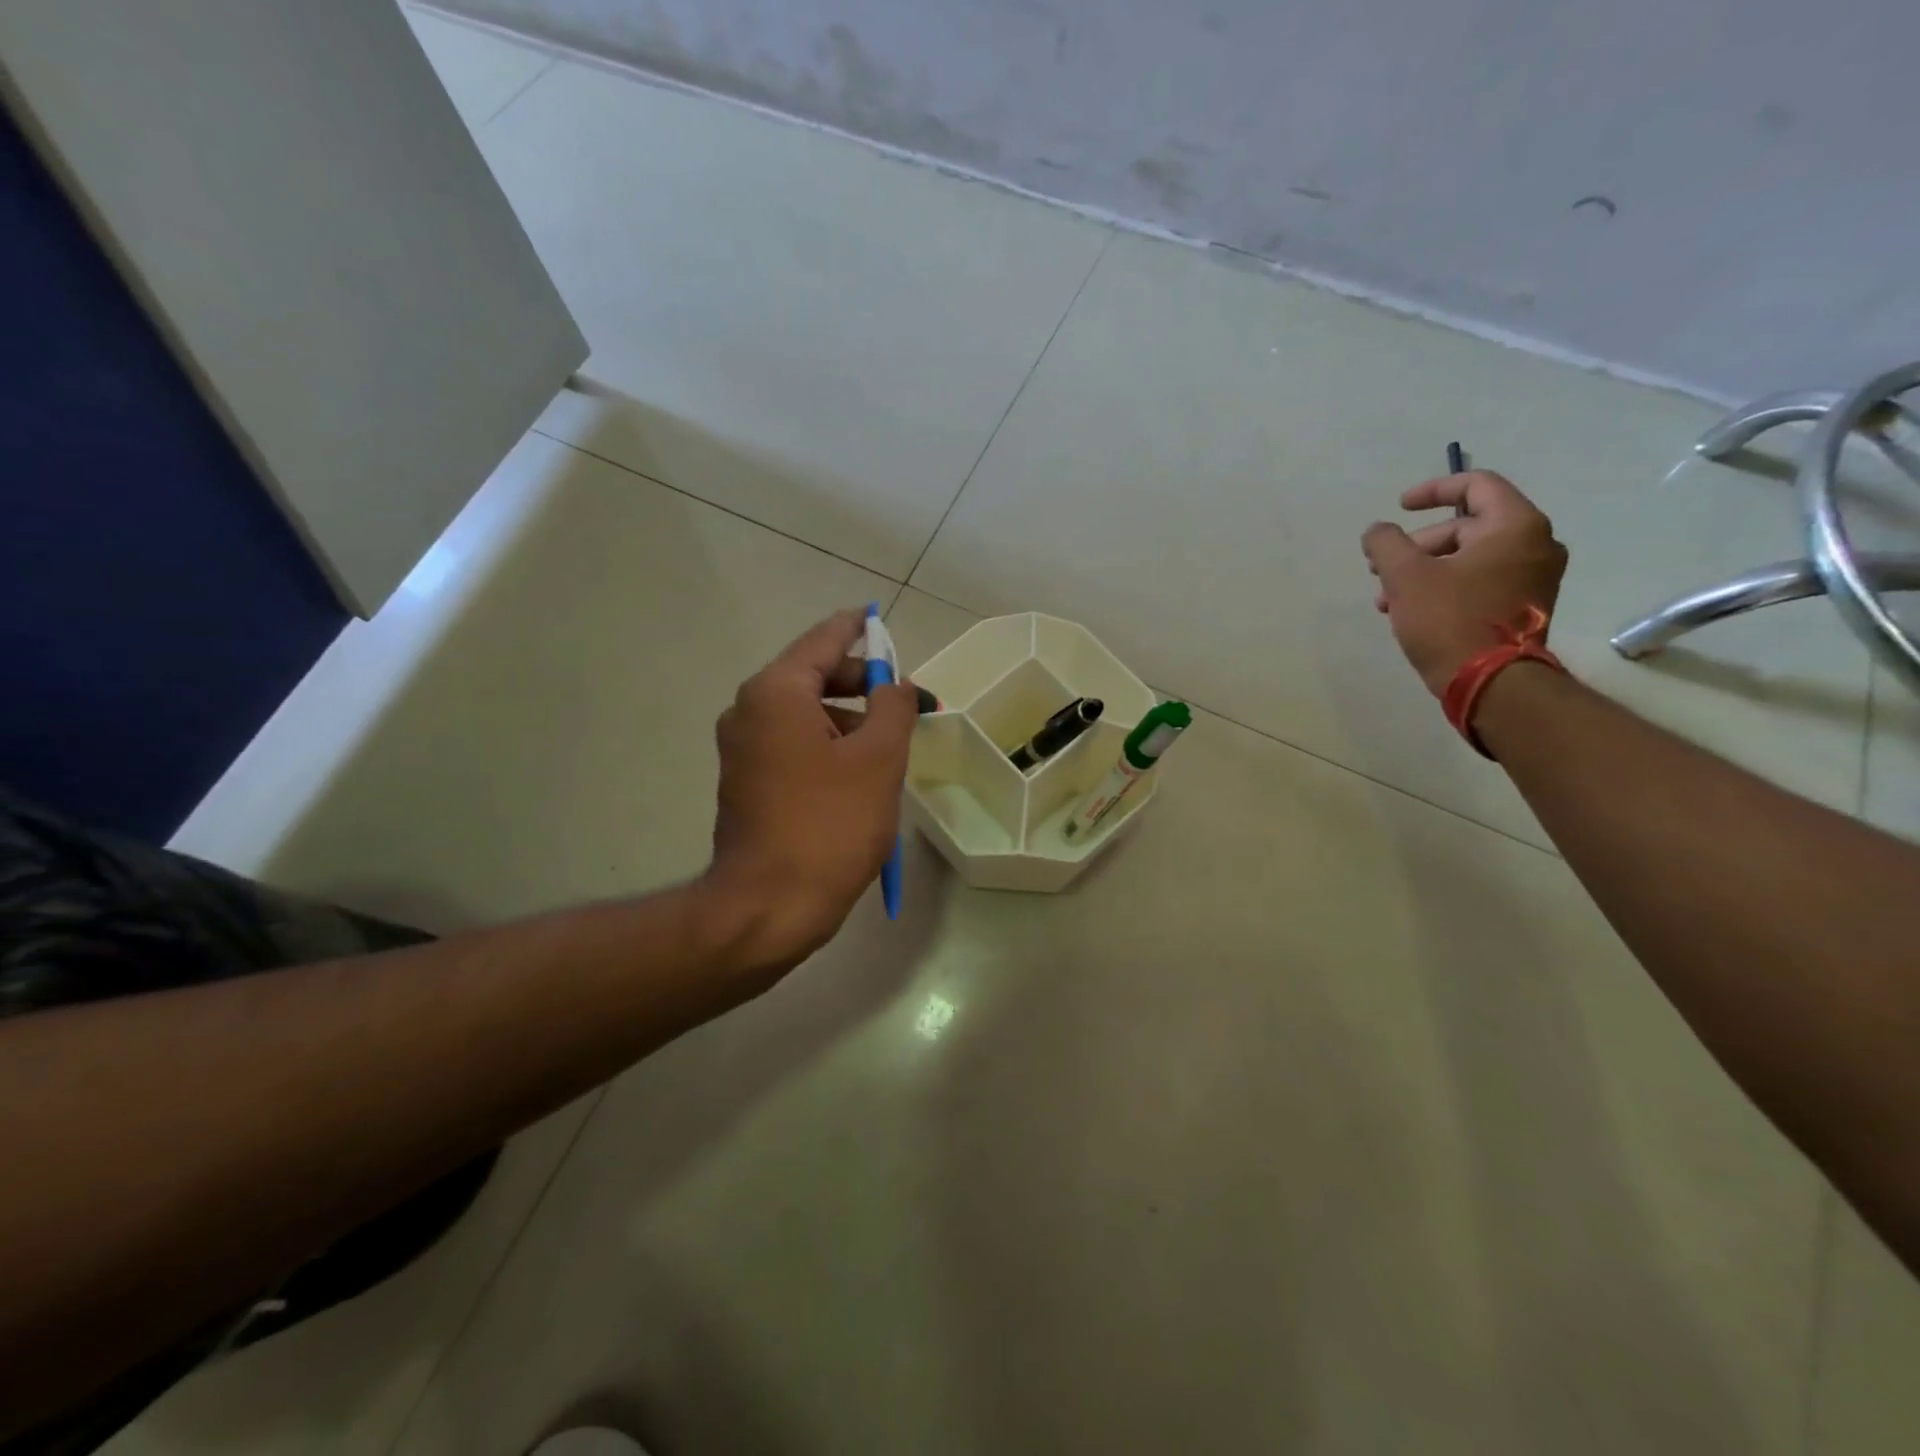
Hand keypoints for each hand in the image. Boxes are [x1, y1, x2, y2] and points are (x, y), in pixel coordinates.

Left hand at [706, 609, 918, 975]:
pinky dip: (827, 745)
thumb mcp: (878, 758)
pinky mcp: (745, 782)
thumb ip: (893, 706)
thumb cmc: (829, 824)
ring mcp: (742, 749)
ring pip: (805, 715)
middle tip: (906, 702)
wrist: (769, 906)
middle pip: (813, 676)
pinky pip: (793, 745)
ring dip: (848, 720)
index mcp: (776, 692)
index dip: (858, 629)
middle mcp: (749, 710)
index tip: (878, 619)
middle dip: (863, 685)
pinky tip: (860, 773)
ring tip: (891, 745)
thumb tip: (896, 684)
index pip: (824, 640)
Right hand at [1361, 471, 1568, 697]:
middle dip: (1417, 545)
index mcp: (1515, 526)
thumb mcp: (1405, 576)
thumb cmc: (1450, 620)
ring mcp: (1533, 578)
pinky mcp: (1522, 606)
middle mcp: (1534, 545)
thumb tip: (1377, 531)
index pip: (1476, 485)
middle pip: (1466, 526)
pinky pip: (1479, 582)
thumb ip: (1386, 544)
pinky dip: (1443, 587)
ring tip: (1386, 598)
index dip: (1432, 490)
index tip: (1399, 507)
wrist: (1492, 683)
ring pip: (1468, 558)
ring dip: (1423, 570)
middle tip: (1380, 567)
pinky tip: (1409, 611)